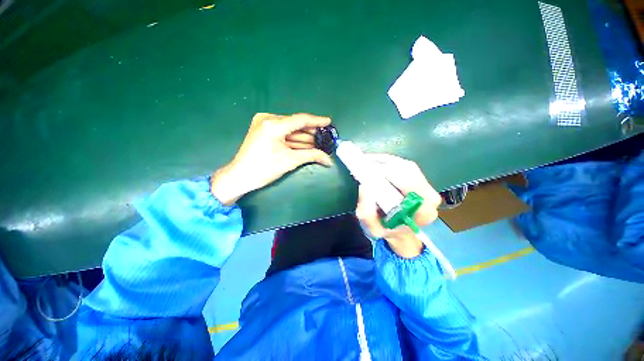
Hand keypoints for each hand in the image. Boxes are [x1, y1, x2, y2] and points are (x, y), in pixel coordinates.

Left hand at [211, 113, 332, 204]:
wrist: (240, 176)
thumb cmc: (264, 169)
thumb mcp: (290, 161)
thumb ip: (312, 156)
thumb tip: (329, 161)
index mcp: (273, 124)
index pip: (301, 120)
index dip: (317, 121)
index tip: (329, 122)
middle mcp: (267, 118)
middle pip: (295, 124)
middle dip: (310, 133)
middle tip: (324, 138)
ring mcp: (263, 122)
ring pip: (289, 129)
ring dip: (303, 137)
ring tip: (317, 144)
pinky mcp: (261, 129)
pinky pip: (282, 131)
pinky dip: (293, 139)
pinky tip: (303, 145)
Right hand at [355, 154, 441, 257]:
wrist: (399, 233)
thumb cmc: (387, 231)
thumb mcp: (373, 229)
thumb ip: (367, 214)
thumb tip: (364, 187)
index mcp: (423, 210)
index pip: (409, 183)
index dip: (388, 173)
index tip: (367, 171)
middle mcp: (429, 195)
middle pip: (407, 170)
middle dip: (383, 165)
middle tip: (363, 164)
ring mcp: (426, 185)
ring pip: (404, 165)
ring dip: (383, 162)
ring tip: (365, 162)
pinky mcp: (419, 179)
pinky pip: (402, 165)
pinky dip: (386, 162)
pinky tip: (373, 163)